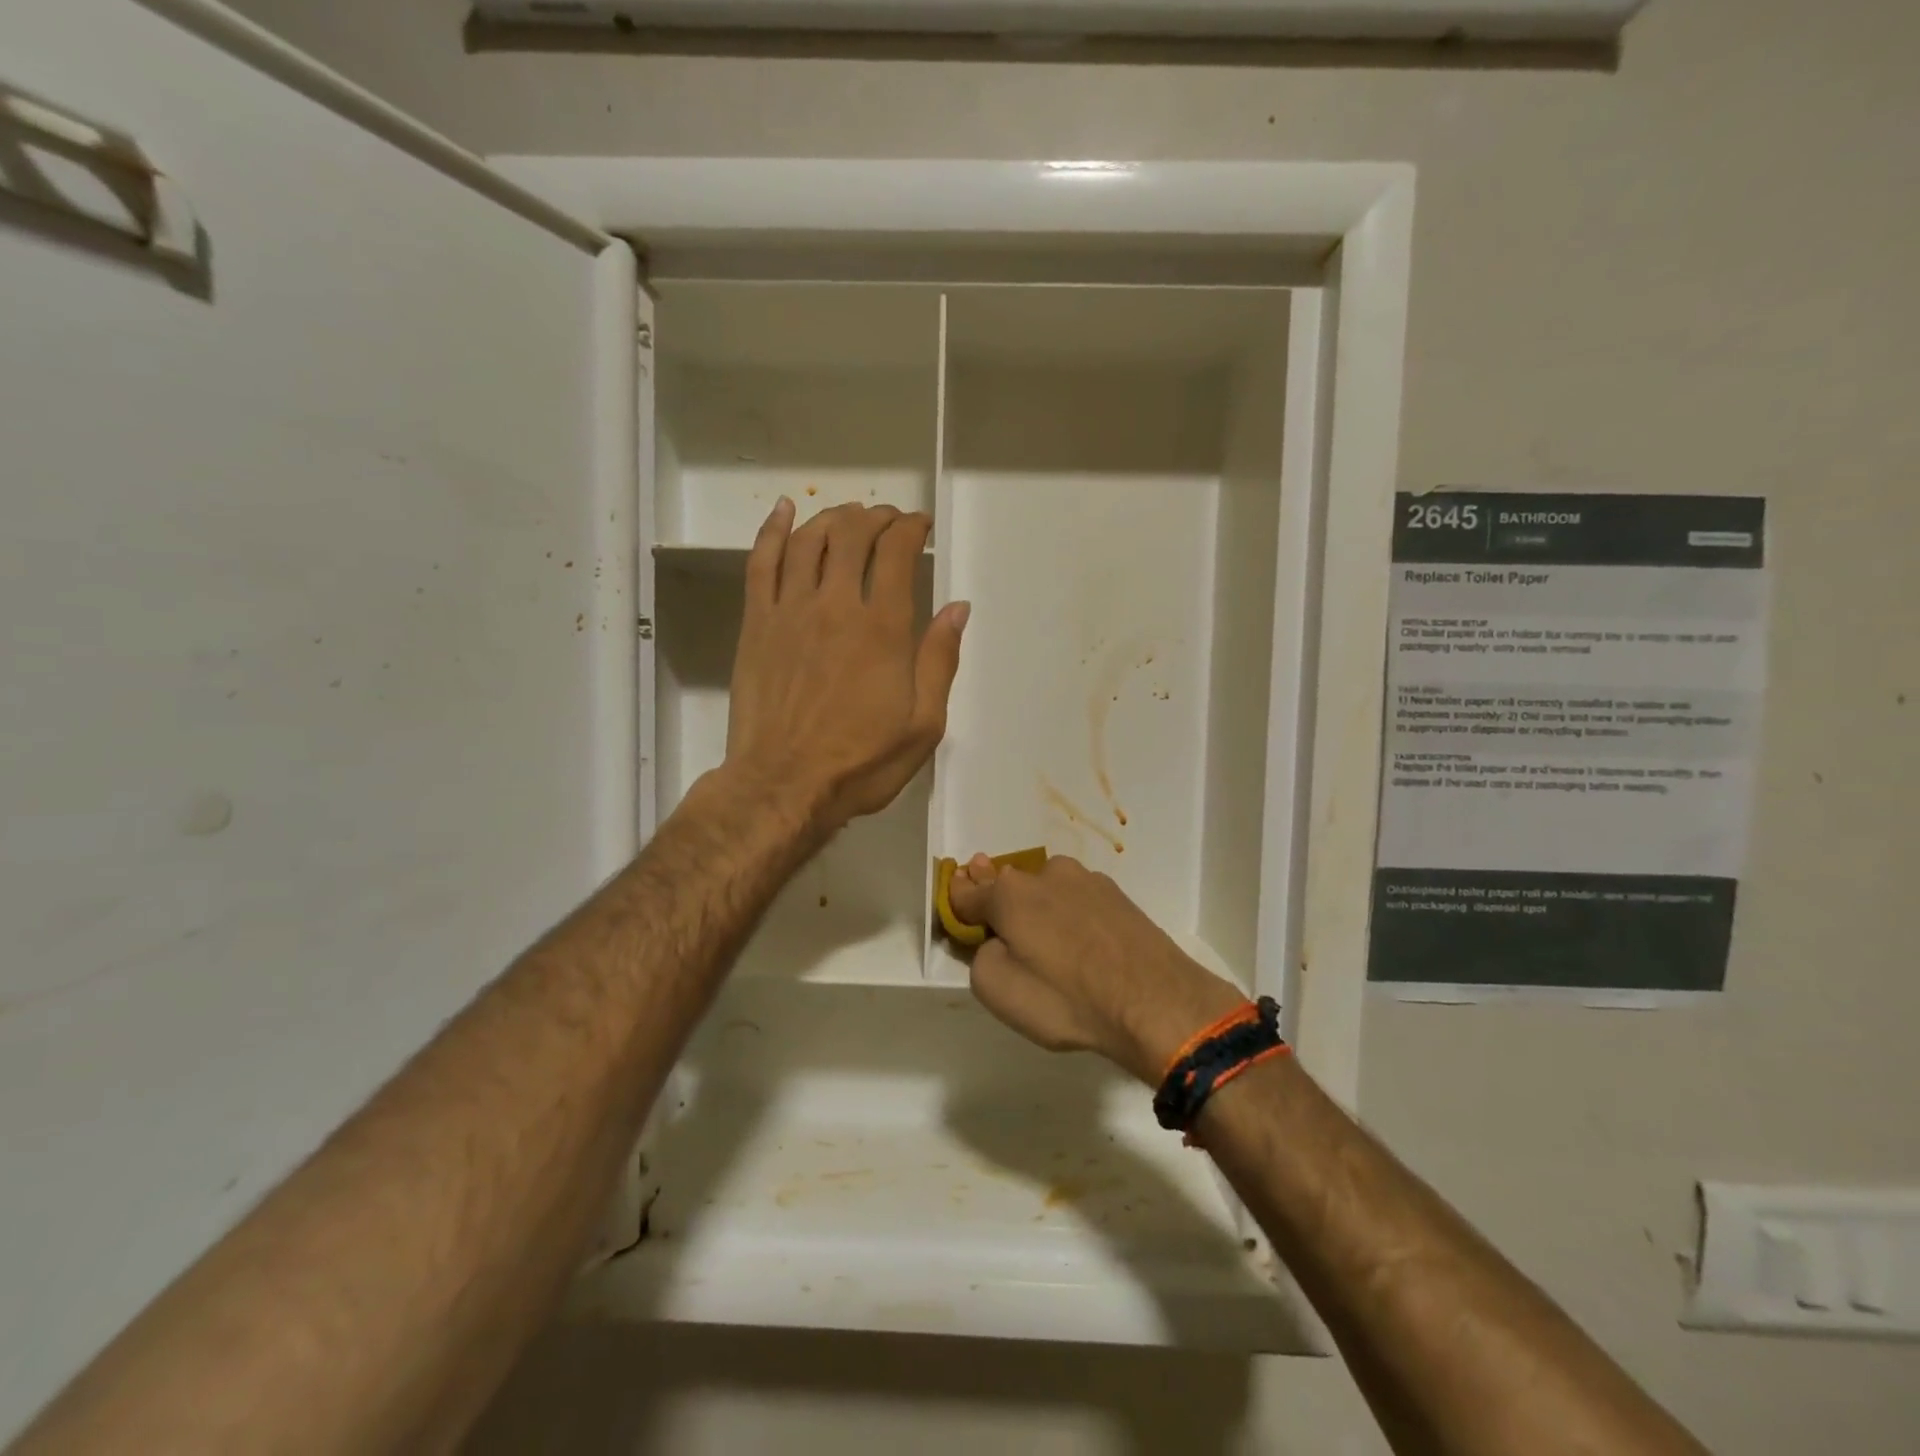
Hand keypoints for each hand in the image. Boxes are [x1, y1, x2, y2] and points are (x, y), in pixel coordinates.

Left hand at [725, 498, 967, 835]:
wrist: (784, 785)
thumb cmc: (861, 762)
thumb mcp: (923, 725)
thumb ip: (940, 661)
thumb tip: (957, 607)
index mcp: (883, 630)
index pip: (896, 553)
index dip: (910, 528)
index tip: (920, 526)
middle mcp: (836, 606)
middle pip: (853, 535)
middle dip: (875, 517)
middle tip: (889, 520)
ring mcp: (790, 611)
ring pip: (808, 541)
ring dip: (833, 518)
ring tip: (849, 516)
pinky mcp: (756, 625)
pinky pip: (760, 563)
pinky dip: (773, 531)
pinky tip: (784, 511)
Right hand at [947, 855, 1246, 1084]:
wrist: (1156, 1002)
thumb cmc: (1067, 999)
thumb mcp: (998, 990)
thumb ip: (979, 956)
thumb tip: (995, 940)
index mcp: (1009, 894)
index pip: (968, 891)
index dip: (957, 902)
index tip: (957, 910)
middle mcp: (1046, 874)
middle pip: (1009, 885)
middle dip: (999, 901)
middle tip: (1002, 927)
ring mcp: (1087, 881)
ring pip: (1047, 890)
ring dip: (1039, 908)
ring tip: (1051, 946)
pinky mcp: (1118, 896)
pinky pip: (1078, 902)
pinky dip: (1071, 916)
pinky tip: (1083, 945)